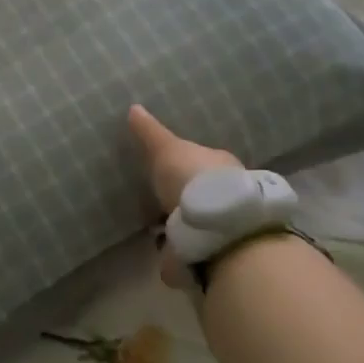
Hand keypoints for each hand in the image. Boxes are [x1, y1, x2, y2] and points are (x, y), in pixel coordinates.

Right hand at [127, 105, 241, 289]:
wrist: (218, 230)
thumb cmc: (193, 179)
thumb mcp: (166, 149)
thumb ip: (150, 132)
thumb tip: (133, 107)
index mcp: (221, 164)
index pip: (203, 159)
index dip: (187, 162)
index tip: (169, 167)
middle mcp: (229, 192)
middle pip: (204, 191)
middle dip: (186, 196)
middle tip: (162, 200)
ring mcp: (226, 224)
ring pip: (203, 221)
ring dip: (186, 226)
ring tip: (160, 230)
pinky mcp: (218, 254)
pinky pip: (196, 251)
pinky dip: (183, 254)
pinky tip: (167, 255)